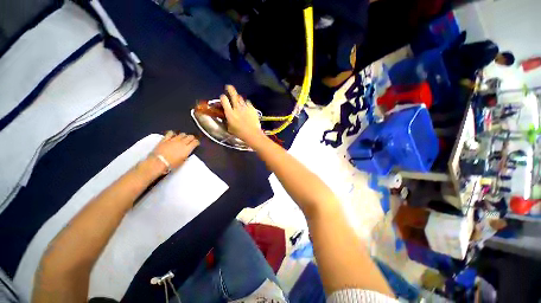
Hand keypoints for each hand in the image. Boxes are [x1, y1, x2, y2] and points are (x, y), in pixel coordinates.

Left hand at [151, 131, 199, 170]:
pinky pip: (170, 133)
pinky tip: (173, 135)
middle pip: (190, 136)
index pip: (195, 142)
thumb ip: (186, 154)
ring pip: (182, 134)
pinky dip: (173, 134)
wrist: (158, 162)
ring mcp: (173, 140)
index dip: (197, 142)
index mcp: (187, 148)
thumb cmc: (172, 164)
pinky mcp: (166, 139)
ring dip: (184, 136)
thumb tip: (186, 152)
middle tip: (191, 140)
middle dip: (192, 138)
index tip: (196, 144)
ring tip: (183, 138)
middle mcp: (182, 142)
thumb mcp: (182, 160)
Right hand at [219, 85, 262, 143]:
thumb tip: (226, 116)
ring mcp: (245, 107)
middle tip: (229, 87)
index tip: (223, 97)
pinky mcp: (252, 108)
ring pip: (241, 97)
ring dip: (238, 98)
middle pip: (233, 94)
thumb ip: (227, 120)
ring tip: (238, 100)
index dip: (222, 97)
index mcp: (230, 113)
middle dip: (230, 89)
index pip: (224, 99)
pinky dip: (246, 103)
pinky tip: (246, 106)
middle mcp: (237, 108)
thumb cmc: (240, 133)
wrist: (252, 134)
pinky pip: (248, 102)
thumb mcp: (230, 127)